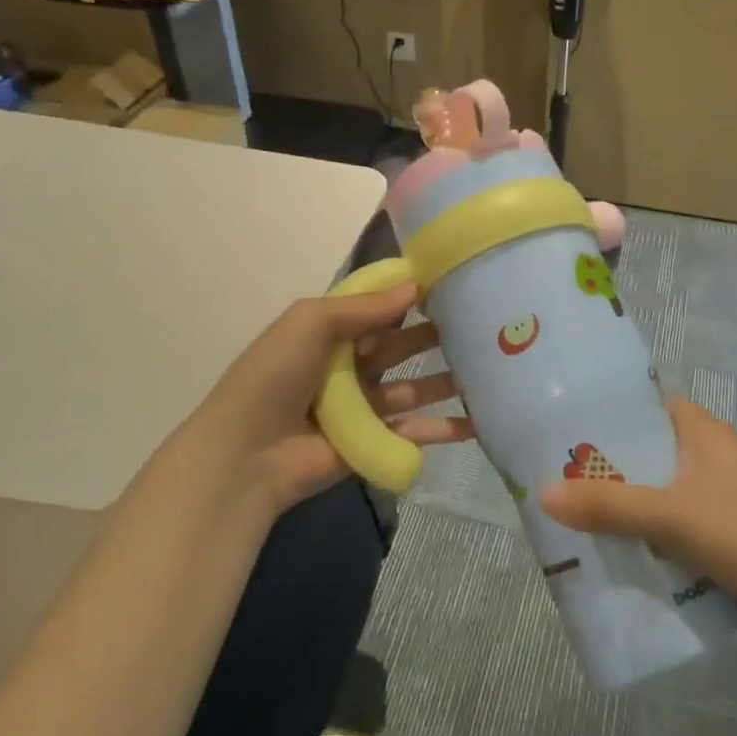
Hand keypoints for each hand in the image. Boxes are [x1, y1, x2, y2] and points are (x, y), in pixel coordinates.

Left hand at [193, 282, 472, 512]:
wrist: (248, 452)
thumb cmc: (276, 374)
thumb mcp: (311, 322)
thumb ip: (363, 306)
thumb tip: (414, 285)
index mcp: (330, 334)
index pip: (377, 310)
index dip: (409, 297)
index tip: (451, 283)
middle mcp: (349, 367)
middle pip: (400, 347)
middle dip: (434, 336)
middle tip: (480, 324)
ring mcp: (362, 407)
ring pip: (413, 388)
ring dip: (446, 380)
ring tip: (488, 368)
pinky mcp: (372, 442)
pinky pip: (413, 431)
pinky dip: (443, 428)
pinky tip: (478, 421)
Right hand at [540, 398, 736, 619]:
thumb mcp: (670, 516)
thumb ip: (608, 506)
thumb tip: (543, 494)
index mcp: (700, 427)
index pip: (644, 406)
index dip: (609, 418)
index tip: (570, 438)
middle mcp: (715, 447)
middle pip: (652, 449)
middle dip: (616, 469)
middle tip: (571, 487)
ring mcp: (731, 485)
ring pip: (669, 485)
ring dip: (638, 502)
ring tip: (595, 520)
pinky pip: (688, 514)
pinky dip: (664, 526)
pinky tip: (642, 550)